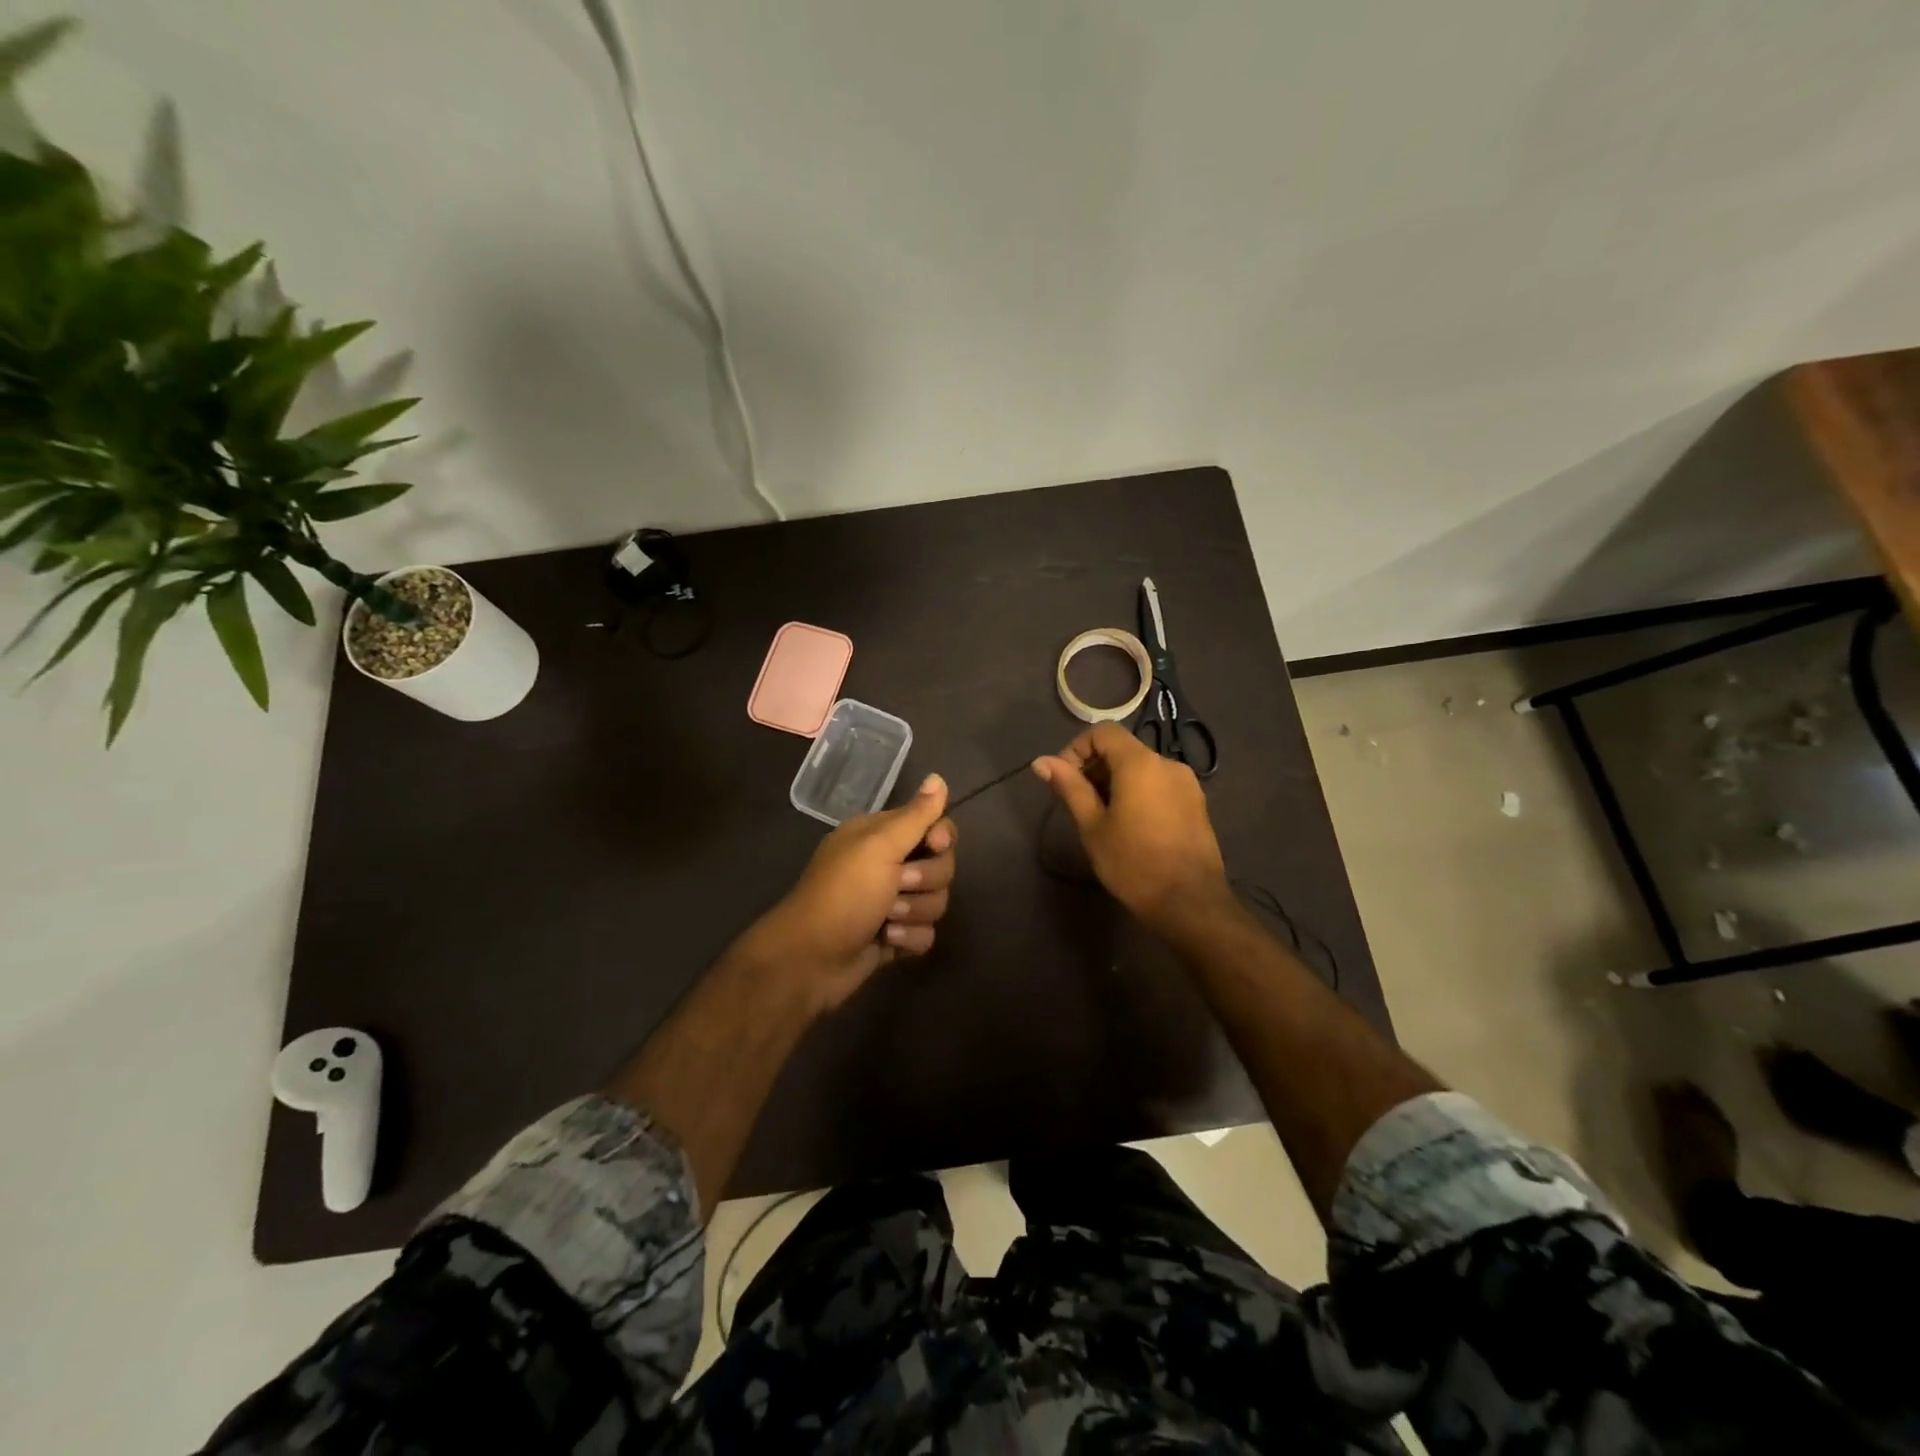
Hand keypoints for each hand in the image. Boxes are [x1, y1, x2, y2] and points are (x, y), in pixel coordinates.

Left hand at [748, 773, 957, 1011]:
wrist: (811, 959)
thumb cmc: (843, 894)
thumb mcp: (879, 846)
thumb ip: (915, 815)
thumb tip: (938, 777)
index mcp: (881, 836)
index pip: (933, 825)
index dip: (941, 837)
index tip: (933, 845)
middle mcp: (888, 864)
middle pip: (941, 866)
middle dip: (925, 881)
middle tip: (897, 887)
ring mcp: (892, 902)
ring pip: (936, 901)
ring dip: (915, 912)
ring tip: (886, 921)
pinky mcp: (894, 936)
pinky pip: (925, 933)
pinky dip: (908, 939)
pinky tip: (886, 942)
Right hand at [1032, 724, 1227, 929]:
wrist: (1190, 903)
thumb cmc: (1133, 863)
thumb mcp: (1092, 826)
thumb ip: (1069, 787)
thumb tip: (1041, 762)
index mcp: (1140, 763)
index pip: (1103, 732)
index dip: (1077, 749)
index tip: (1064, 780)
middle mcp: (1167, 763)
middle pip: (1123, 749)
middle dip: (1095, 768)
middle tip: (1079, 804)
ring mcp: (1187, 783)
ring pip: (1142, 768)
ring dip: (1116, 782)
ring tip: (1103, 818)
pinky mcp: (1197, 803)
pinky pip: (1159, 784)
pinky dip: (1139, 793)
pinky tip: (1131, 826)